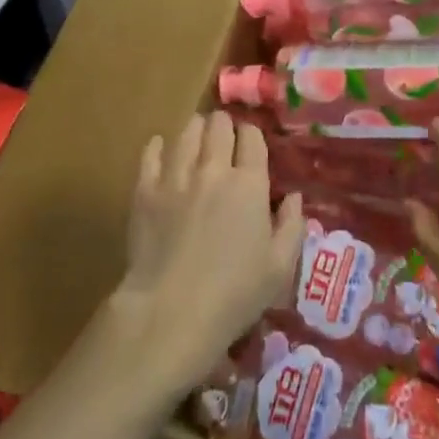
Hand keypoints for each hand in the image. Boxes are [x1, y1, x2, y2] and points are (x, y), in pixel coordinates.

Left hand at [112, 114, 303, 399]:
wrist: (172, 312)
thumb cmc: (235, 294)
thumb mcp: (280, 266)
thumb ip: (292, 225)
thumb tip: (294, 197)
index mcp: (249, 184)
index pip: (252, 139)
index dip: (252, 135)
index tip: (250, 143)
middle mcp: (213, 170)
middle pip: (218, 126)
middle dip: (224, 125)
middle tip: (224, 136)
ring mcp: (176, 177)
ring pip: (186, 133)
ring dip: (196, 130)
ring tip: (198, 136)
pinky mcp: (145, 191)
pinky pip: (151, 154)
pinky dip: (158, 146)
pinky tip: (160, 147)